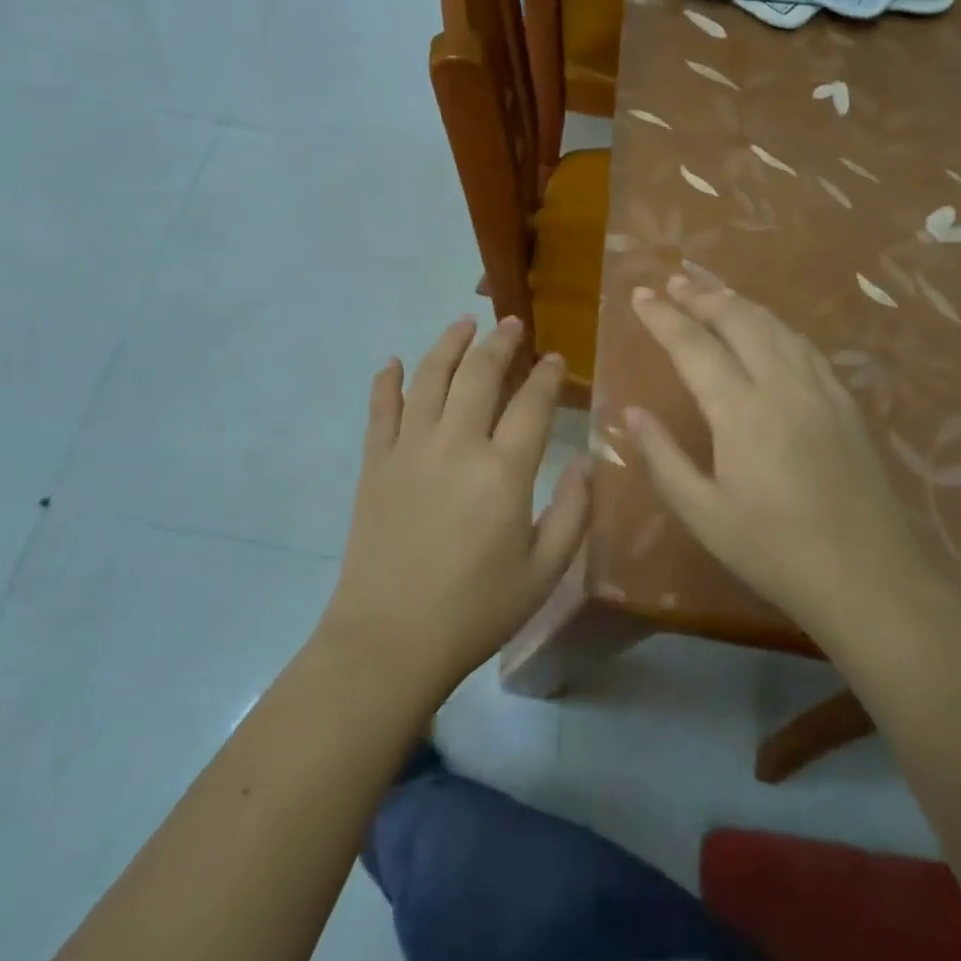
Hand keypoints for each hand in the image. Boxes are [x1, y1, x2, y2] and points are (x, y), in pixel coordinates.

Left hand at [320, 315, 589, 700]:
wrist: (391, 637)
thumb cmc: (475, 610)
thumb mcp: (544, 572)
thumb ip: (573, 513)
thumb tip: (585, 463)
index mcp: (503, 471)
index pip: (532, 403)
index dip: (546, 375)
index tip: (554, 358)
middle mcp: (456, 445)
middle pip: (479, 374)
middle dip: (500, 342)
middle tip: (512, 323)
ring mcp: (409, 449)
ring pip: (430, 377)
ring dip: (448, 344)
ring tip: (463, 323)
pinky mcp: (375, 463)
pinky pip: (380, 409)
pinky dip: (387, 380)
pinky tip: (393, 362)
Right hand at [626, 275, 929, 638]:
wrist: (869, 579)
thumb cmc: (774, 551)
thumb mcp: (703, 514)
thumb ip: (662, 458)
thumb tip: (629, 413)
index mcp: (742, 413)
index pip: (694, 346)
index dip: (664, 317)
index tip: (639, 296)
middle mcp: (783, 386)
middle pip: (739, 320)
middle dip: (702, 296)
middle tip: (673, 283)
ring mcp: (821, 391)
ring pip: (776, 325)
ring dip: (739, 303)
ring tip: (711, 293)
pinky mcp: (846, 403)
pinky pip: (805, 346)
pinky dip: (775, 325)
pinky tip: (765, 328)